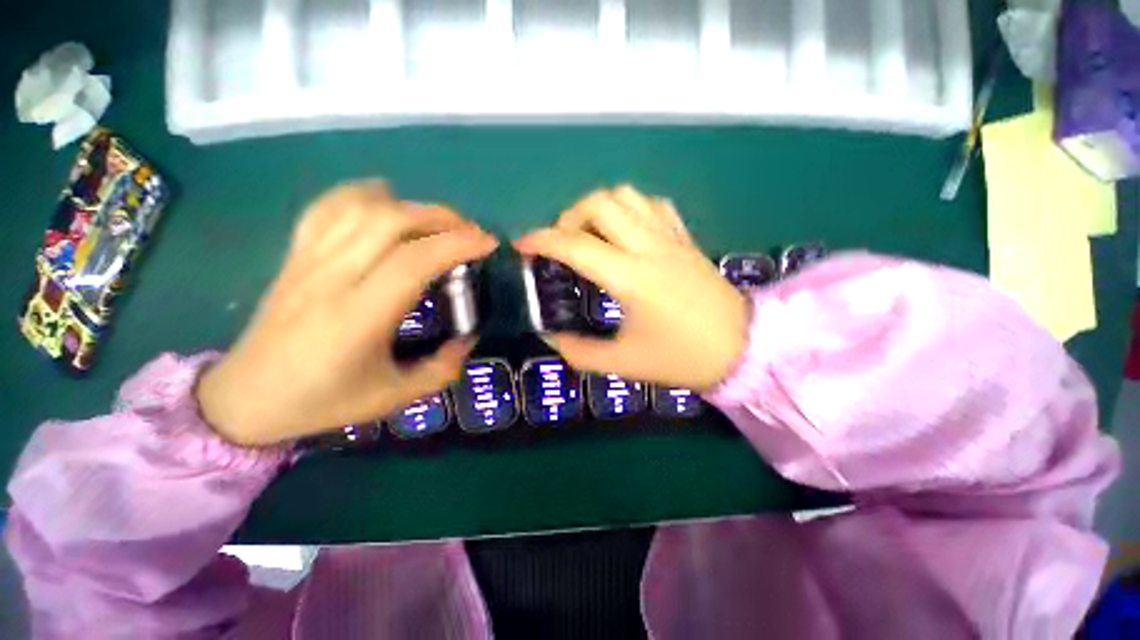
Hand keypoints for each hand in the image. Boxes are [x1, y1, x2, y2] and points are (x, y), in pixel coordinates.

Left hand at [196, 181, 497, 445]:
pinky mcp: (295, 255)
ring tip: (437, 219)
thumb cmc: (322, 401)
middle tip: (469, 231)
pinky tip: (385, 200)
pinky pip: (327, 208)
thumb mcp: (393, 397)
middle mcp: (331, 278)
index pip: (414, 260)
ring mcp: (308, 260)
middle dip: (440, 217)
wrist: (246, 397)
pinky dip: (362, 194)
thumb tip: (468, 339)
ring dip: (409, 205)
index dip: (457, 244)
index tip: (487, 243)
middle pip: (389, 221)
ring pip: (360, 207)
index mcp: (358, 317)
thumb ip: (441, 369)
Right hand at [514, 186, 748, 390]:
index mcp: (630, 277)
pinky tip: (626, 233)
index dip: (541, 241)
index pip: (575, 245)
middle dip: (569, 217)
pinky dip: (630, 210)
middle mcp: (649, 246)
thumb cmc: (682, 358)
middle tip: (564, 245)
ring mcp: (670, 237)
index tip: (522, 246)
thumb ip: (580, 352)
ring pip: (627, 195)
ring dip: (599, 208)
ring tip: (592, 236)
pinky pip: (653, 206)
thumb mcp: (624, 362)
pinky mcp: (685, 238)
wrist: (742, 348)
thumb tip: (552, 338)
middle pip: (600, 202)